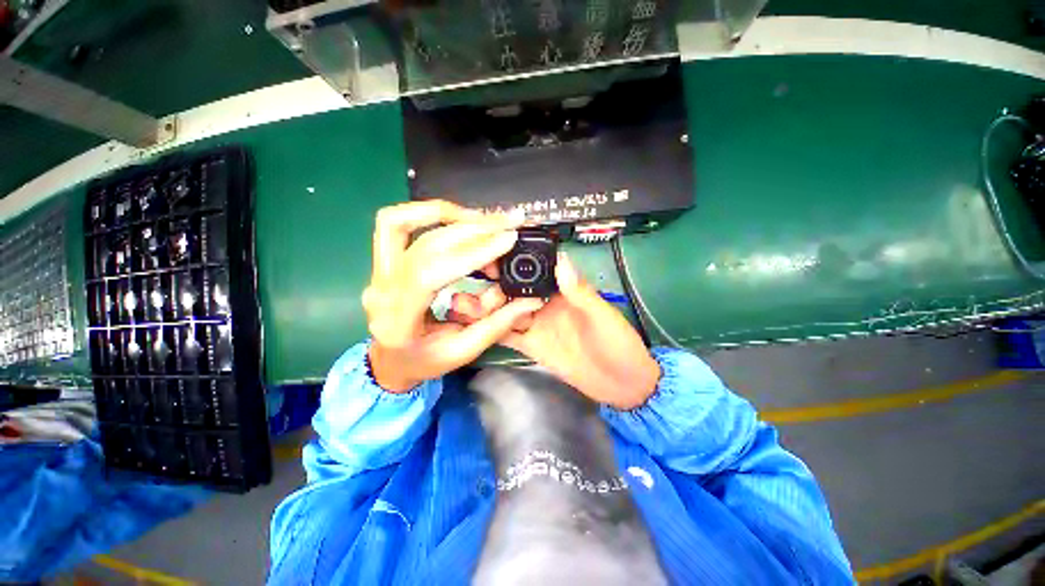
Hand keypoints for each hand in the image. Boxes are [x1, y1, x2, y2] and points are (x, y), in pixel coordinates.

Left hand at [363, 201, 544, 391]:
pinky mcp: (382, 260)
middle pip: (425, 245)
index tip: (507, 239)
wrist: (389, 360)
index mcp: (399, 322)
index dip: (471, 252)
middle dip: (473, 229)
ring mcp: (377, 272)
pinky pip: (397, 223)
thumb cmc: (424, 361)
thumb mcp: (463, 352)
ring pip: (402, 222)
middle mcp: (382, 290)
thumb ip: (497, 325)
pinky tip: (459, 219)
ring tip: (484, 219)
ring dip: (448, 214)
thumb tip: (530, 300)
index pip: (430, 274)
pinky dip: (429, 213)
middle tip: (508, 223)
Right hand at [448, 253, 659, 409]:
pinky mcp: (531, 346)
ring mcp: (536, 325)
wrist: (622, 385)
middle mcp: (545, 304)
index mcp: (563, 292)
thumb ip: (580, 292)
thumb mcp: (603, 316)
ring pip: (505, 311)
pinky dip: (490, 329)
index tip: (490, 256)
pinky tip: (470, 326)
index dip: (514, 263)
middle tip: (469, 286)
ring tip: (460, 303)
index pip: (535, 271)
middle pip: (514, 291)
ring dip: (485, 307)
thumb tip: (561, 259)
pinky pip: (508, 335)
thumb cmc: (619, 345)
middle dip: (492, 286)